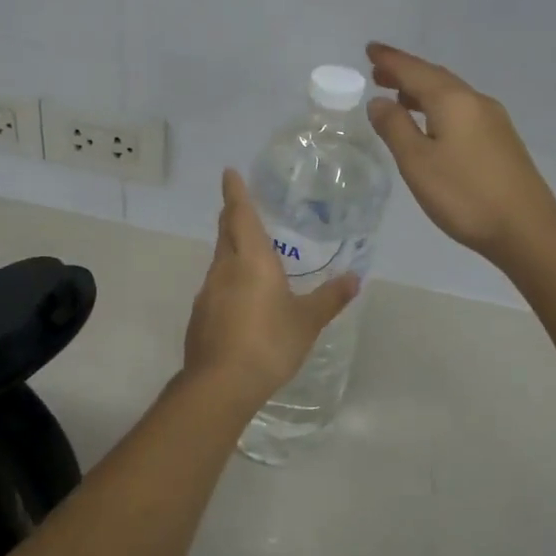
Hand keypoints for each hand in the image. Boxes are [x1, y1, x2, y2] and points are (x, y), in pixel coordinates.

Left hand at [181, 169, 359, 406]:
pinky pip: (216, 286)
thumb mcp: (307, 321)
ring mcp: (208, 292)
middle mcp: (225, 268)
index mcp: (251, 260)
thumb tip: (355, 278)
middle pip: (225, 232)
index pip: (240, 214)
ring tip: (249, 252)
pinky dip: (228, 279)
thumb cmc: (269, 342)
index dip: (235, 191)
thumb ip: (330, 298)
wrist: (221, 383)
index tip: (229, 172)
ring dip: (231, 248)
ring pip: (220, 259)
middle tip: (241, 205)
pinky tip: (241, 297)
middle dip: (232, 215)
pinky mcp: (200, 314)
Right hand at [366, 42, 555, 265]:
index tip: (370, 49)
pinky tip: (431, 123)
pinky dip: (438, 106)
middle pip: (435, 77)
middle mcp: (475, 101)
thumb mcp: (417, 162)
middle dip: (405, 72)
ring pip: (451, 93)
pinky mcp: (501, 139)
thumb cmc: (464, 195)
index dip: (390, 60)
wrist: (526, 229)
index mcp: (453, 101)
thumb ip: (395, 127)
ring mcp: (493, 119)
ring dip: (422, 90)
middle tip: (378, 72)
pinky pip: (462, 109)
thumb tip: (379, 101)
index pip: (414, 70)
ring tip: (398, 96)